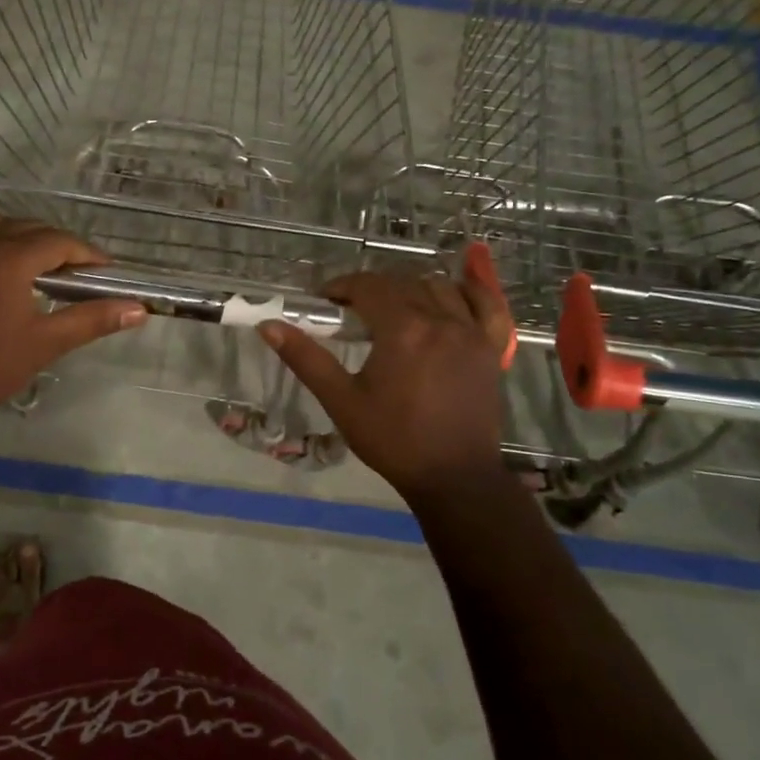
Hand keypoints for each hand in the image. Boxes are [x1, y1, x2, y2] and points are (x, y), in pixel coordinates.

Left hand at [0, 217, 146, 425]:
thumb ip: (93, 318)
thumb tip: (139, 309)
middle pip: (30, 229)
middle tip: (74, 275)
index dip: (86, 255)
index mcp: (8, 257)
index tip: (103, 271)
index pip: (59, 242)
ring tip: (37, 269)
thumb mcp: (47, 341)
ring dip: (21, 240)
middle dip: (56, 248)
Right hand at [259, 243, 512, 500]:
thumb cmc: (393, 440)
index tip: (325, 299)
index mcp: (402, 330)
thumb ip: (306, 358)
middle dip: (373, 287)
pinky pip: (487, 305)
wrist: (453, 476)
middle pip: (402, 283)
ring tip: (393, 307)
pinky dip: (470, 291)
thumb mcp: (341, 400)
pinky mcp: (491, 348)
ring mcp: (471, 332)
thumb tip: (268, 326)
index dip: (343, 286)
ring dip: (411, 288)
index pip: (368, 287)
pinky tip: (454, 292)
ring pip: (439, 288)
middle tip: (351, 309)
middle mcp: (440, 320)